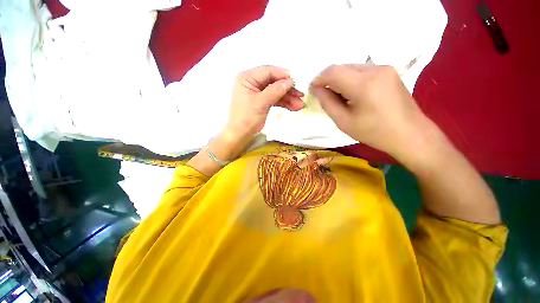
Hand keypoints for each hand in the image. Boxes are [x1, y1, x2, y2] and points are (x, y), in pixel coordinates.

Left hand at [225, 65, 303, 139]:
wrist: (241, 134)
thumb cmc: (247, 118)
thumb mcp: (261, 103)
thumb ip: (275, 90)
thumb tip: (289, 81)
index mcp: (247, 78)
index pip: (268, 71)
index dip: (283, 75)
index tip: (296, 81)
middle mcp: (252, 82)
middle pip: (274, 82)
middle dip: (288, 90)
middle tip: (301, 95)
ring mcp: (258, 93)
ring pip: (276, 91)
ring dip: (288, 98)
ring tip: (300, 105)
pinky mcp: (262, 101)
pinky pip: (274, 99)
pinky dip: (284, 103)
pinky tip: (293, 107)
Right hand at [310, 64, 428, 159]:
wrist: (410, 134)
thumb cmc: (374, 132)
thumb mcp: (344, 122)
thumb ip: (328, 103)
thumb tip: (317, 90)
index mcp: (363, 84)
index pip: (333, 72)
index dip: (319, 78)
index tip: (313, 89)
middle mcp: (375, 69)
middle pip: (342, 67)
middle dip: (329, 80)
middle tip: (325, 96)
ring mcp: (385, 68)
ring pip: (352, 68)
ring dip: (340, 80)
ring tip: (340, 97)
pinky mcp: (390, 72)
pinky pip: (363, 71)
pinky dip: (351, 80)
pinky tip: (353, 94)